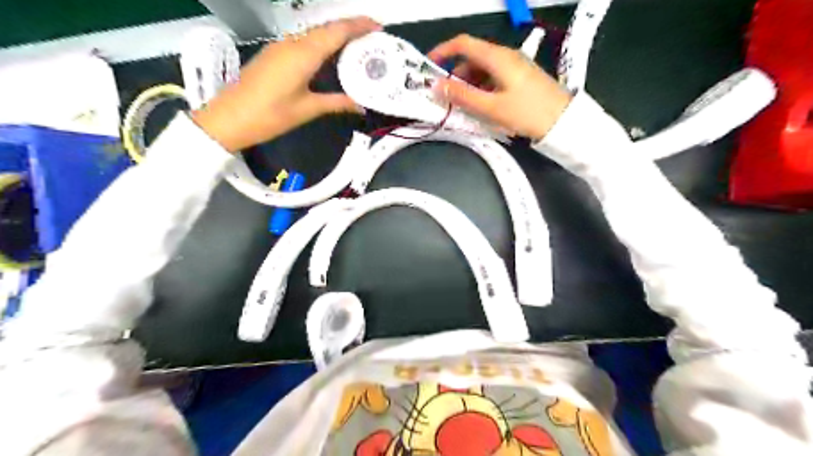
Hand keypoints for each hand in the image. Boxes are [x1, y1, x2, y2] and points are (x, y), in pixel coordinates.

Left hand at [193, 17, 380, 151]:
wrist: (230, 118)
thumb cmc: (270, 115)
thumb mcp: (307, 109)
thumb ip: (336, 103)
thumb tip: (360, 105)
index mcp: (303, 54)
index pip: (336, 32)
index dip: (359, 25)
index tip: (378, 27)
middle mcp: (293, 43)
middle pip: (326, 28)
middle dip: (351, 29)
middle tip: (373, 39)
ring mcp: (281, 47)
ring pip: (315, 34)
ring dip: (336, 36)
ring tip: (357, 48)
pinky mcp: (275, 54)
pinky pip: (304, 42)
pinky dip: (323, 45)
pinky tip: (331, 57)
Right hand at [428, 34, 566, 141]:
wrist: (564, 122)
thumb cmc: (526, 113)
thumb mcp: (491, 107)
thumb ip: (462, 96)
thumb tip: (436, 86)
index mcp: (497, 57)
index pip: (463, 44)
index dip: (443, 51)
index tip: (429, 66)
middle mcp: (506, 57)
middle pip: (473, 59)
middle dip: (455, 76)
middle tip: (446, 97)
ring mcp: (515, 67)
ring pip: (483, 70)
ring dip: (469, 85)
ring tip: (463, 106)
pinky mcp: (521, 78)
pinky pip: (494, 78)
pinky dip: (482, 89)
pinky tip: (482, 107)